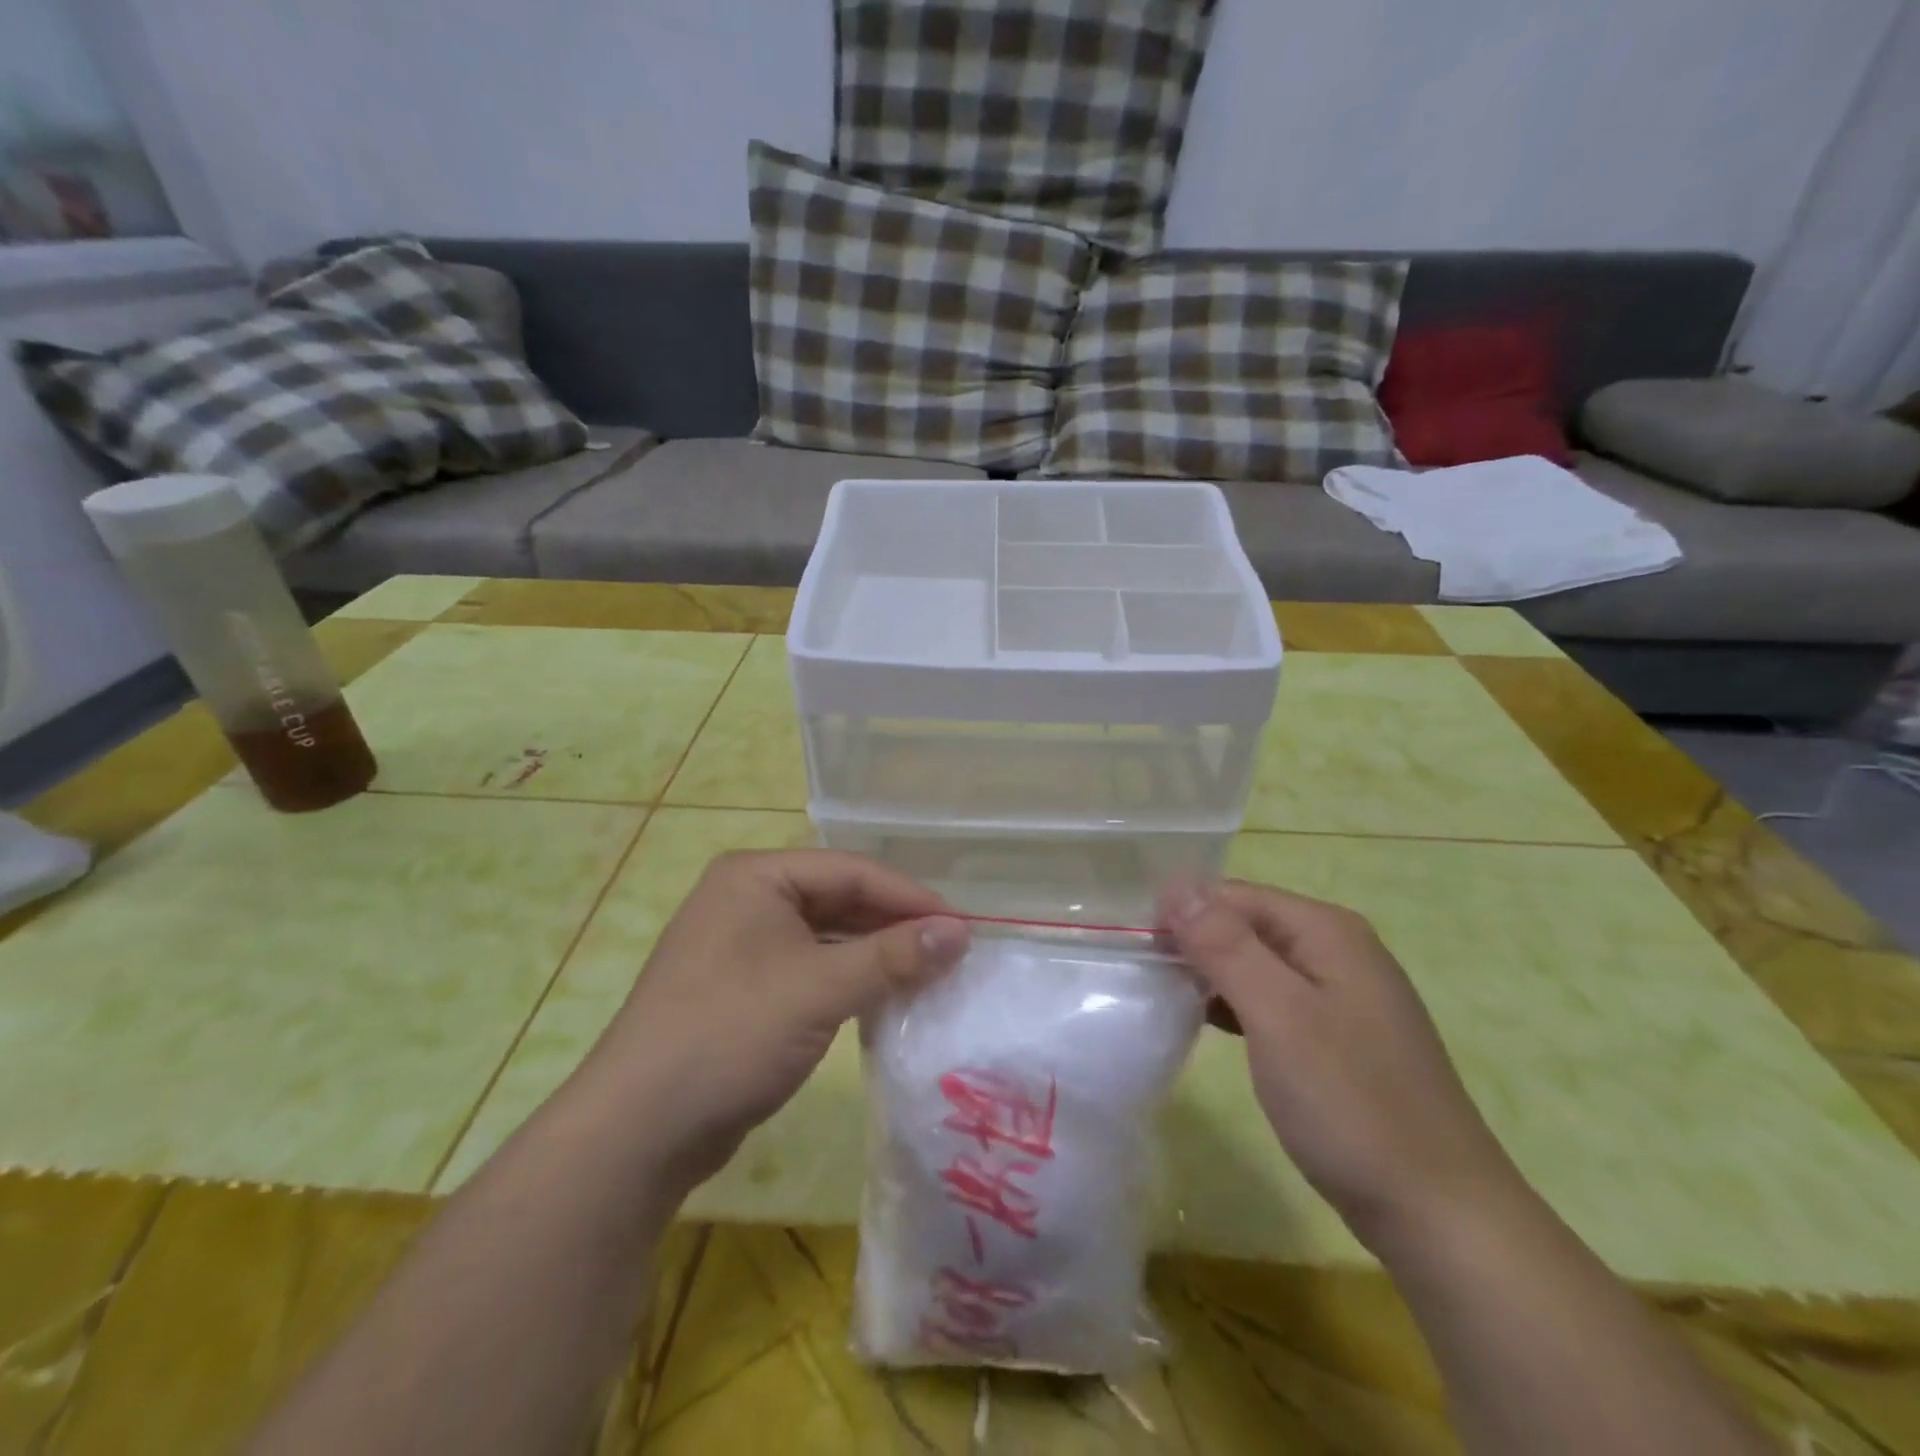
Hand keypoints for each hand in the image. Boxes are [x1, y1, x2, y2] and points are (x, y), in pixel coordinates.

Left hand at [579, 849, 969, 1190]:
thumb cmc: (730, 1034)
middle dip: (894, 925)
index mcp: (757, 876)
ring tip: (928, 975)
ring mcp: (743, 945)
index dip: (910, 896)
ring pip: (827, 937)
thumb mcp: (820, 989)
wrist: (638, 1130)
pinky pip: (810, 969)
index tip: (963, 926)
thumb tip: (961, 932)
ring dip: (875, 955)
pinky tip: (883, 999)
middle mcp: (748, 899)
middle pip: (840, 900)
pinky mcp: (744, 989)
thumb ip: (893, 956)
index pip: (851, 870)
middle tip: (950, 952)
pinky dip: (848, 980)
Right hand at [1160, 880, 1523, 1250]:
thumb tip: (1176, 885)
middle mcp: (1338, 950)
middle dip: (1194, 942)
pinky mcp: (1337, 1037)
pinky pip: (1272, 1000)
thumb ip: (1225, 944)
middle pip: (1246, 925)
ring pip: (1256, 963)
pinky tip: (1207, 1024)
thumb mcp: (1277, 1014)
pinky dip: (1236, 1005)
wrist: (1438, 1213)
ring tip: (1163, 997)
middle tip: (1143, 974)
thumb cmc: (1349, 1103)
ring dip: (1210, 974)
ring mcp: (1341, 995)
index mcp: (1327, 931)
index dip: (1182, 912)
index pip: (1234, 895)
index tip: (1135, 945)